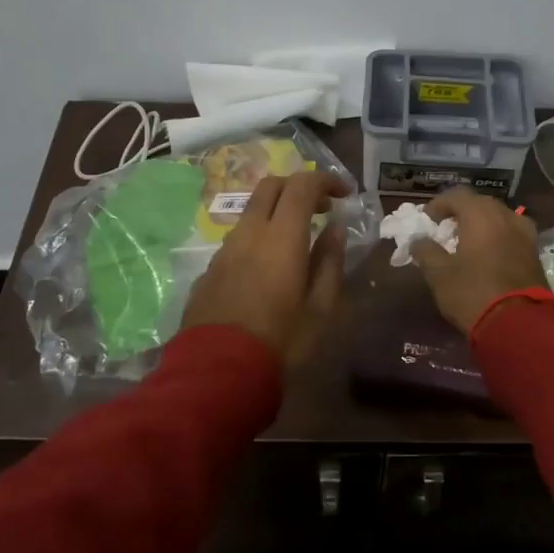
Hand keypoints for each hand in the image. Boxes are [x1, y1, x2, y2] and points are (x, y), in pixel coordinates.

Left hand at [180, 170, 348, 363]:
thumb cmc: (281, 341)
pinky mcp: (209, 270)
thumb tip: (334, 229)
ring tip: (297, 239)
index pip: (302, 185)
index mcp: (281, 236)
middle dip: (298, 187)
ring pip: (251, 212)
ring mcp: (224, 250)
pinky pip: (238, 239)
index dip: (325, 180)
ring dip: (276, 212)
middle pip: (271, 186)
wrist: (218, 372)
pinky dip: (258, 237)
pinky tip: (268, 267)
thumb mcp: (321, 308)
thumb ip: (330, 262)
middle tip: (320, 207)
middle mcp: (249, 232)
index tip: (344, 193)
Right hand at [410, 186, 547, 334]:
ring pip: (499, 218)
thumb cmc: (472, 293)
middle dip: (461, 213)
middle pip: (480, 204)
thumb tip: (418, 241)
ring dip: (481, 225)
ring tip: (467, 242)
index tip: (427, 220)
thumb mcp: (439, 274)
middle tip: (446, 230)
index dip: (438, 204)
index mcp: (481, 214)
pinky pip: (511, 234)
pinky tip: (487, 255)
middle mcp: (506, 216)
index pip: (456, 195)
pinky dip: (497, 238)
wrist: (520, 324)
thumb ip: (426, 251)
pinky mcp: (535, 253)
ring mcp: (525, 234)